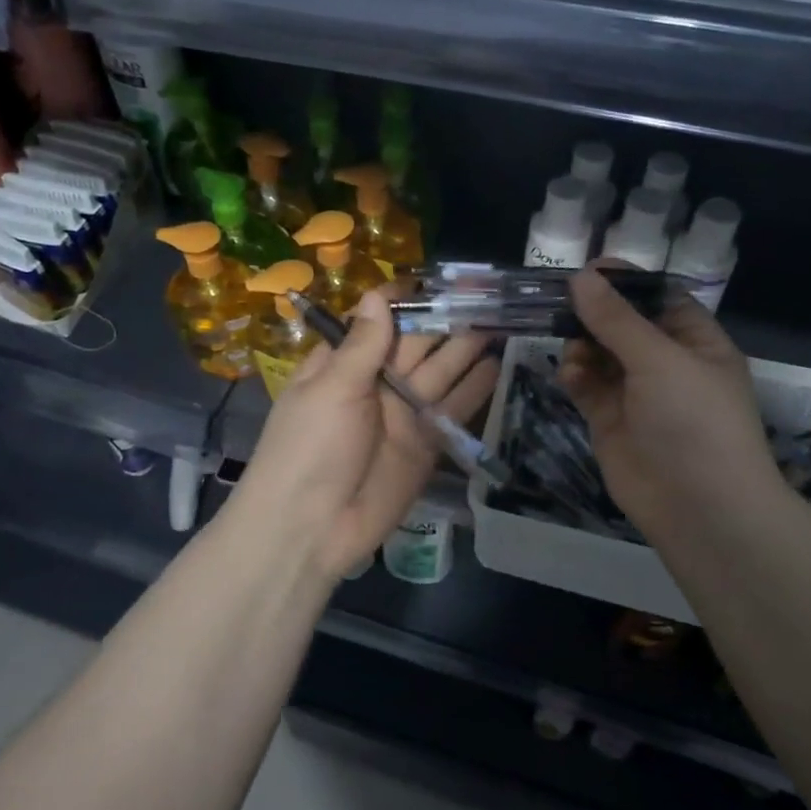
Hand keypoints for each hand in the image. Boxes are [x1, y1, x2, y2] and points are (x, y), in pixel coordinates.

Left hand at [226, 290, 497, 579]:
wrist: (311, 529)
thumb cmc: (309, 448)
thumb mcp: (332, 389)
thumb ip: (362, 344)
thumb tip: (376, 292)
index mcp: (343, 364)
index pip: (377, 322)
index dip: (407, 302)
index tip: (442, 280)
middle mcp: (375, 383)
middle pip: (416, 344)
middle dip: (447, 321)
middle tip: (487, 294)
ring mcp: (403, 414)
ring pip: (440, 372)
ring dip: (467, 349)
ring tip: (501, 320)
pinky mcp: (426, 445)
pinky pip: (452, 410)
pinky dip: (475, 390)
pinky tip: (498, 364)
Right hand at [559, 267, 783, 544]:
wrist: (700, 509)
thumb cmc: (694, 422)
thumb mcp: (659, 360)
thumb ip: (616, 319)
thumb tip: (580, 277)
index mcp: (695, 341)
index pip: (657, 298)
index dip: (625, 283)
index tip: (587, 270)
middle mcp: (666, 363)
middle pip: (622, 323)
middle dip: (593, 313)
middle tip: (560, 303)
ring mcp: (636, 393)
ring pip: (598, 353)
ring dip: (581, 345)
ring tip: (573, 351)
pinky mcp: (610, 419)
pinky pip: (586, 385)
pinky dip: (575, 376)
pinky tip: (570, 376)